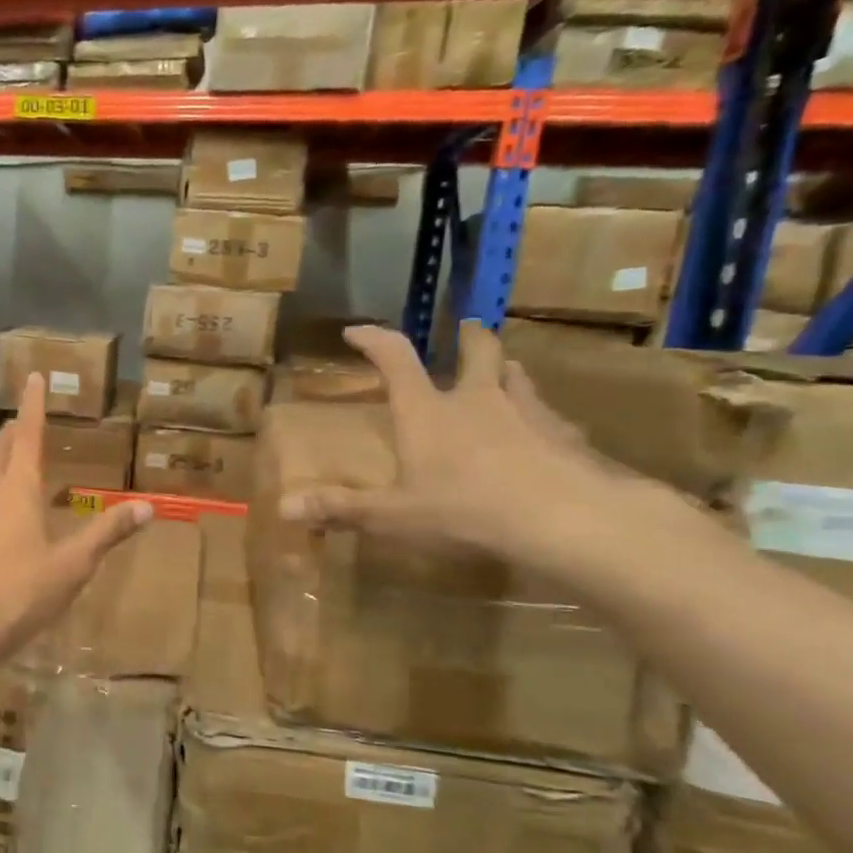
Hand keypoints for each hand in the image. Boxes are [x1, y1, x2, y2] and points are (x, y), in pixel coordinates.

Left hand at [0, 374, 152, 660]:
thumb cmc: (22, 592)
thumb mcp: (74, 564)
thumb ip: (108, 532)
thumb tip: (147, 506)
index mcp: (17, 490)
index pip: (28, 436)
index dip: (34, 406)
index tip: (34, 377)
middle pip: (0, 450)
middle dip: (14, 431)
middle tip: (25, 419)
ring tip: (7, 452)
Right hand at [279, 322, 636, 571]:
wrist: (568, 520)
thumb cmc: (467, 511)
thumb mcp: (394, 516)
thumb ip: (341, 509)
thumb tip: (284, 508)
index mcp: (427, 412)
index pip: (395, 359)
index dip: (374, 339)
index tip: (356, 331)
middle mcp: (477, 400)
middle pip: (477, 350)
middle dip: (466, 337)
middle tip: (463, 331)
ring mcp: (528, 413)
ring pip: (517, 375)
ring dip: (504, 370)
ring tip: (501, 376)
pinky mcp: (568, 436)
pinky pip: (551, 416)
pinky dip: (540, 418)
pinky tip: (542, 437)